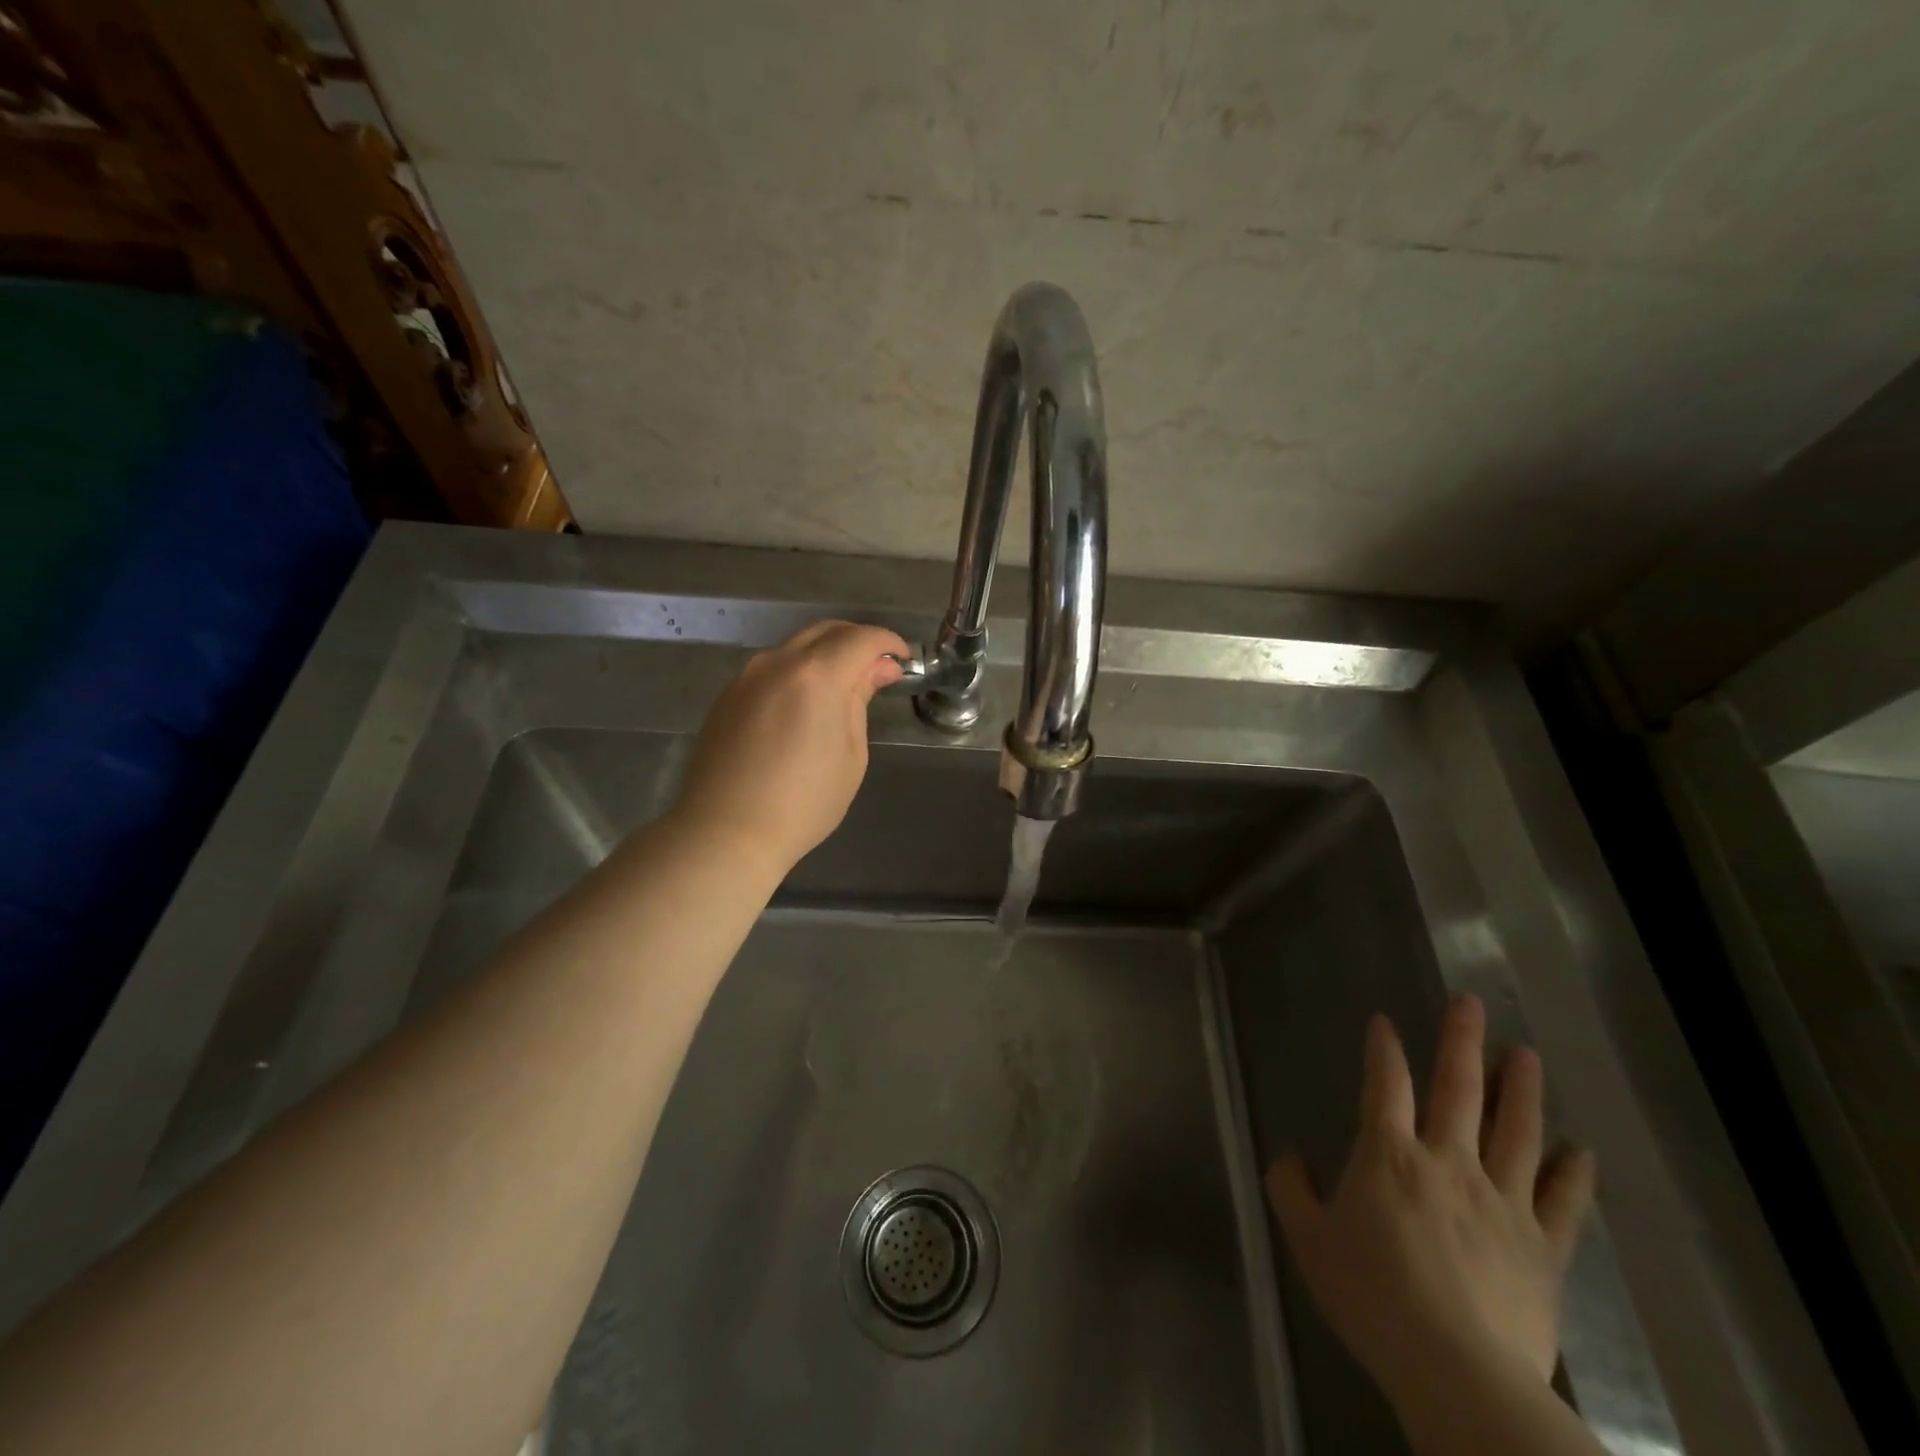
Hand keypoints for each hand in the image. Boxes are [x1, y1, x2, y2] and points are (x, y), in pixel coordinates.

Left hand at [671, 620, 907, 876]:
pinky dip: (797, 673)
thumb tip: (878, 668)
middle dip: (857, 642)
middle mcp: (778, 663)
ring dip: (826, 656)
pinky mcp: (727, 696)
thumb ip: (860, 701)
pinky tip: (804, 706)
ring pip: (795, 648)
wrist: (725, 832)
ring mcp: (746, 677)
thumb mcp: (850, 755)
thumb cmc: (803, 803)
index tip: (903, 660)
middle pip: (825, 631)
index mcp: (816, 676)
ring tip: (843, 689)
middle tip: (878, 670)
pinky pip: (772, 670)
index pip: (861, 638)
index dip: (888, 642)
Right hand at [1265, 996, 1595, 1424]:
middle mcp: (1448, 1163)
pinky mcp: (1542, 1248)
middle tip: (1471, 1003)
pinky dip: (1573, 1175)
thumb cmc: (1371, 1296)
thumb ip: (1291, 1191)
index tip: (1384, 1021)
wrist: (1456, 1372)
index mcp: (1389, 1156)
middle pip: (1458, 1090)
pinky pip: (1563, 1204)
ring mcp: (1502, 1202)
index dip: (1384, 1050)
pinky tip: (1579, 1151)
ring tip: (1526, 1054)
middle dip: (1462, 1041)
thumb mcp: (1308, 1240)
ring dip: (1521, 1089)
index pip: (1385, 1086)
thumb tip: (1287, 1158)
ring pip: (1516, 1132)